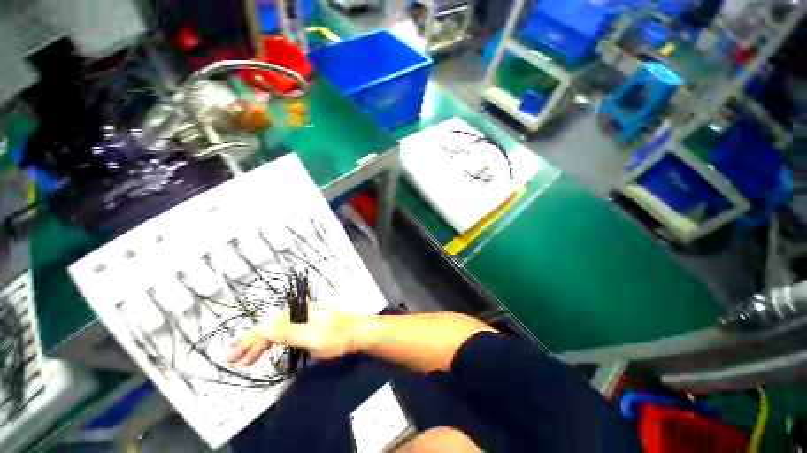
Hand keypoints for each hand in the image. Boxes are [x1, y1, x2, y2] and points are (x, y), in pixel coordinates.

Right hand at [226, 304, 363, 365]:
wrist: (357, 332)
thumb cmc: (337, 336)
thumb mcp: (312, 337)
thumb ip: (288, 333)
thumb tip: (263, 326)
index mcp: (298, 313)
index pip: (268, 327)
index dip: (250, 342)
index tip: (233, 357)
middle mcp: (299, 313)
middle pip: (270, 327)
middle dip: (250, 342)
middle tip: (231, 358)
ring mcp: (304, 318)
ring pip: (277, 330)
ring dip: (260, 343)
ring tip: (244, 356)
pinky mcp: (309, 325)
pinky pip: (286, 332)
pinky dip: (274, 341)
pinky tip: (268, 347)